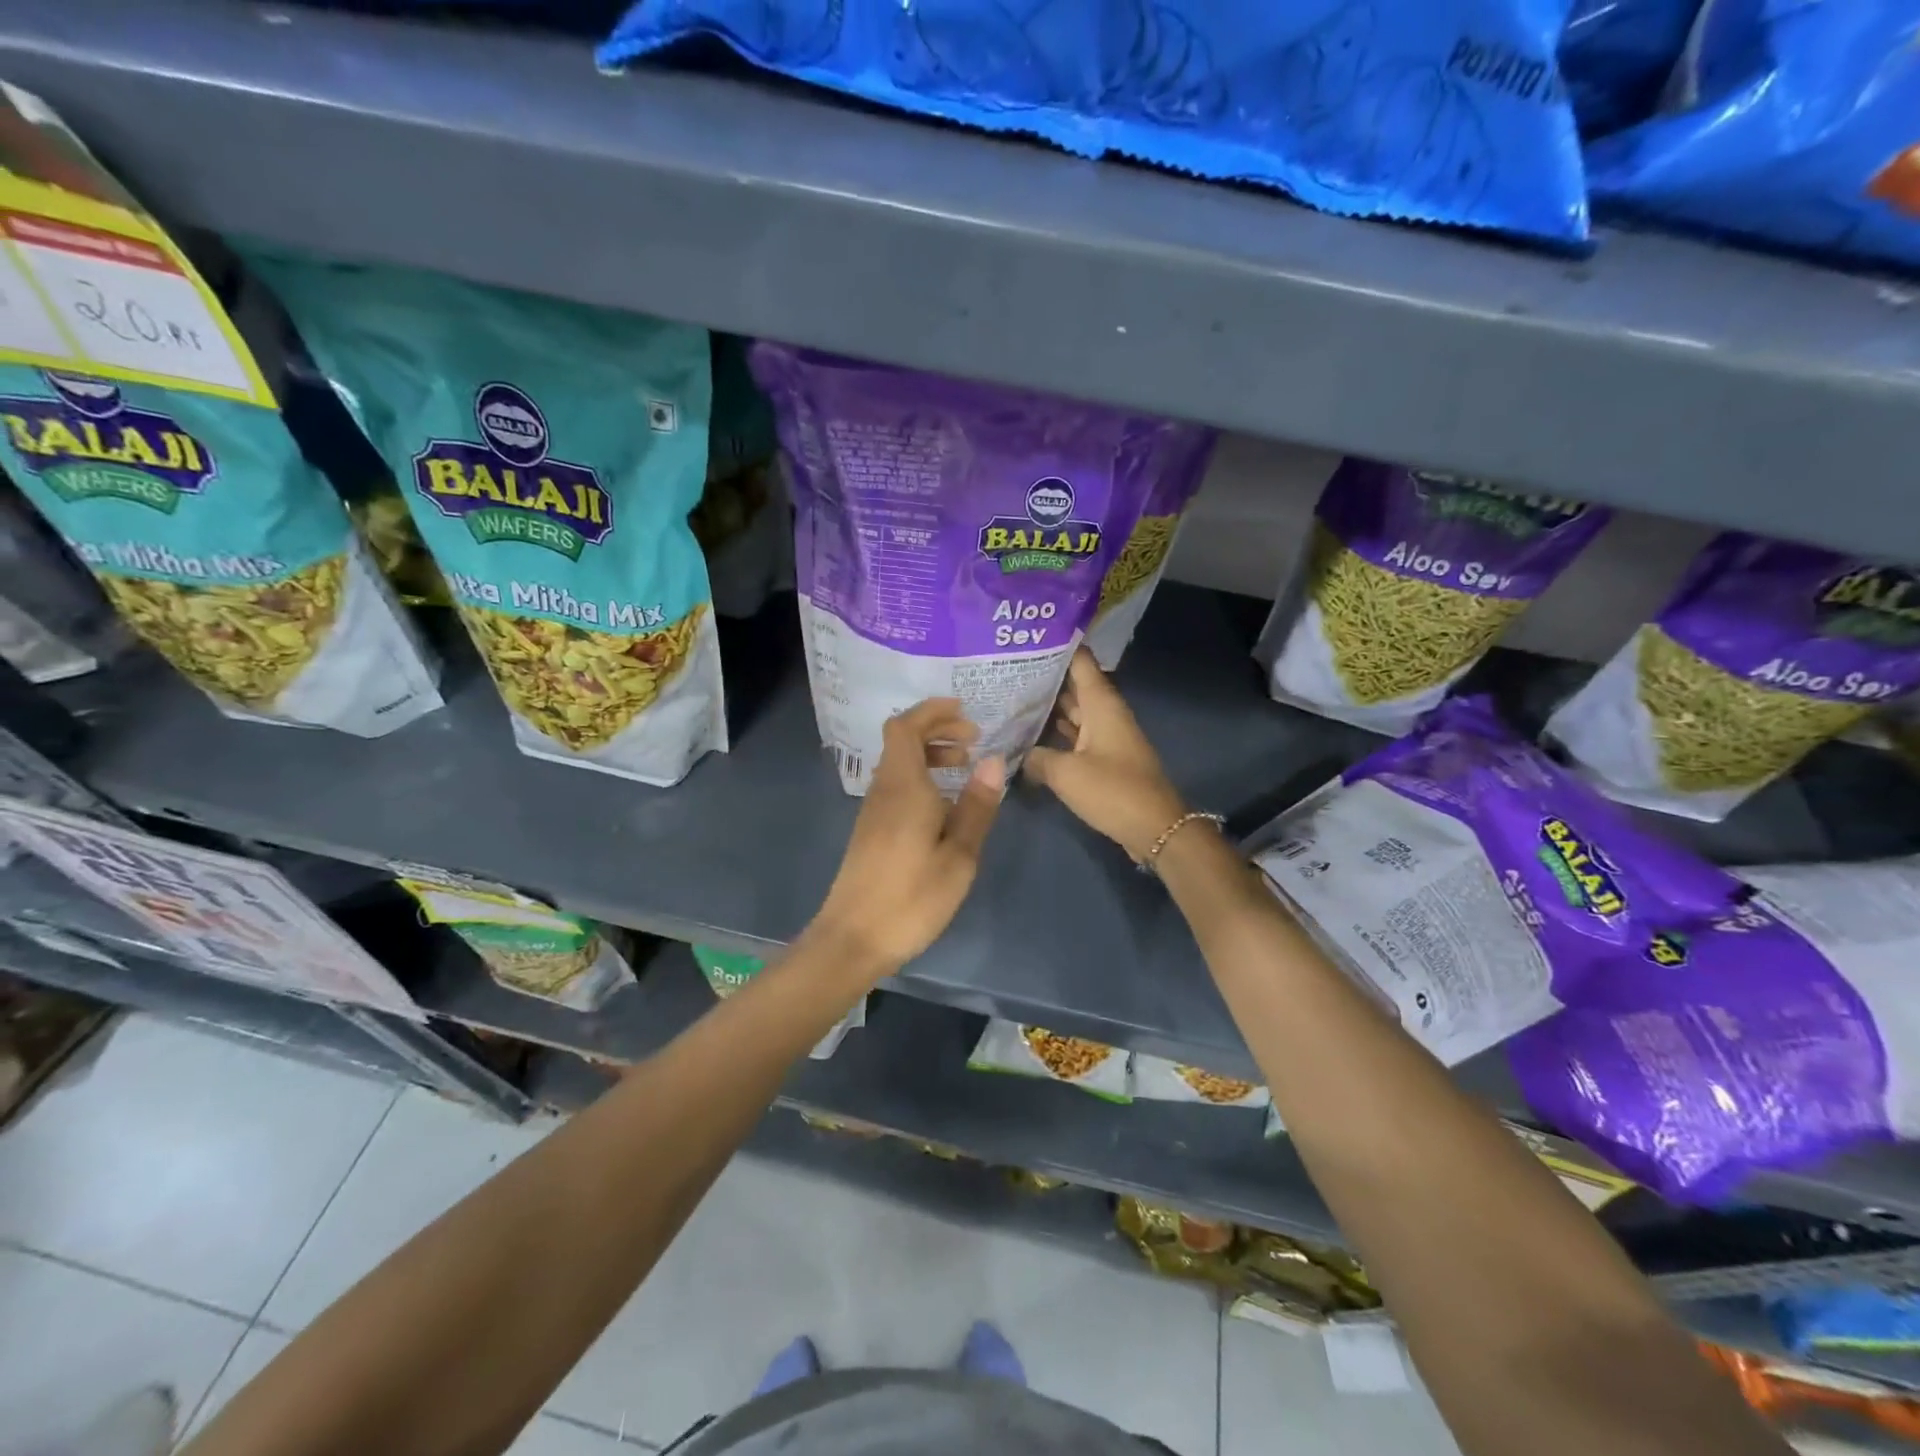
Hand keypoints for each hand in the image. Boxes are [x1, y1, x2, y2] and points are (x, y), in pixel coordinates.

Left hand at [808, 698, 1004, 976]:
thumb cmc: (911, 898)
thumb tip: (993, 760)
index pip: (906, 727)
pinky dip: (921, 778)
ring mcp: (873, 810)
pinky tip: (944, 804)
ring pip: (899, 763)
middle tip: (973, 740)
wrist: (853, 940)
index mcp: (903, 786)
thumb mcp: (959, 856)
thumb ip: (977, 806)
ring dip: (930, 755)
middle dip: (937, 730)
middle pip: (902, 740)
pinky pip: (897, 785)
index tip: (965, 712)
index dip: (933, 712)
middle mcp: (883, 789)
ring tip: (964, 766)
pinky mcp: (871, 830)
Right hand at [1025, 648, 1186, 860]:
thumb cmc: (1112, 790)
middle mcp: (1105, 713)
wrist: (1155, 828)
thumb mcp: (1065, 773)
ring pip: (1073, 713)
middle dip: (1044, 678)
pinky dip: (1055, 734)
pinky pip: (1075, 737)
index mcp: (1101, 704)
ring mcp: (1106, 736)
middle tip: (1006, 669)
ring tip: (1010, 697)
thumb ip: (1036, 758)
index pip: (1080, 661)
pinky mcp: (1105, 759)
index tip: (1028, 636)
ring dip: (1047, 707)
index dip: (1057, 645)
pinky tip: (1029, 736)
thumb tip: (1017, 754)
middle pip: (1073, 686)